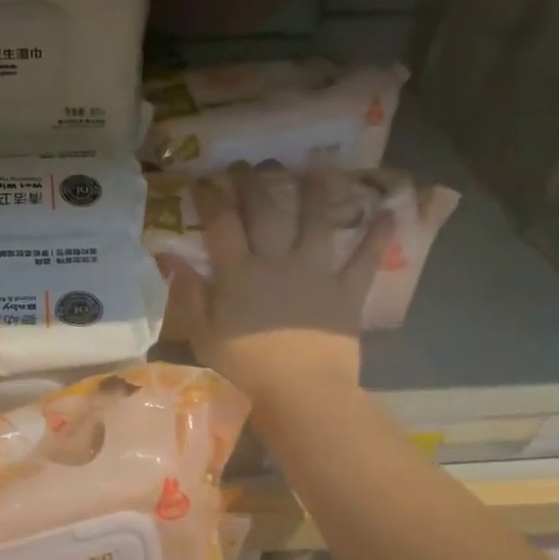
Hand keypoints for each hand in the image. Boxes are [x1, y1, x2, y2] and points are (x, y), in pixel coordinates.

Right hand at [160, 163, 391, 411]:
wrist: (301, 395)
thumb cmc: (245, 370)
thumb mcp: (204, 335)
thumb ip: (190, 294)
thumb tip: (169, 257)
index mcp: (239, 274)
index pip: (221, 224)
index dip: (211, 197)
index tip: (204, 179)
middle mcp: (277, 262)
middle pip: (265, 212)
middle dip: (255, 183)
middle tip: (251, 163)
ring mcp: (315, 273)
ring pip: (317, 222)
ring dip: (317, 191)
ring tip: (319, 166)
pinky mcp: (345, 292)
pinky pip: (364, 259)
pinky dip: (377, 235)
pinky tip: (389, 212)